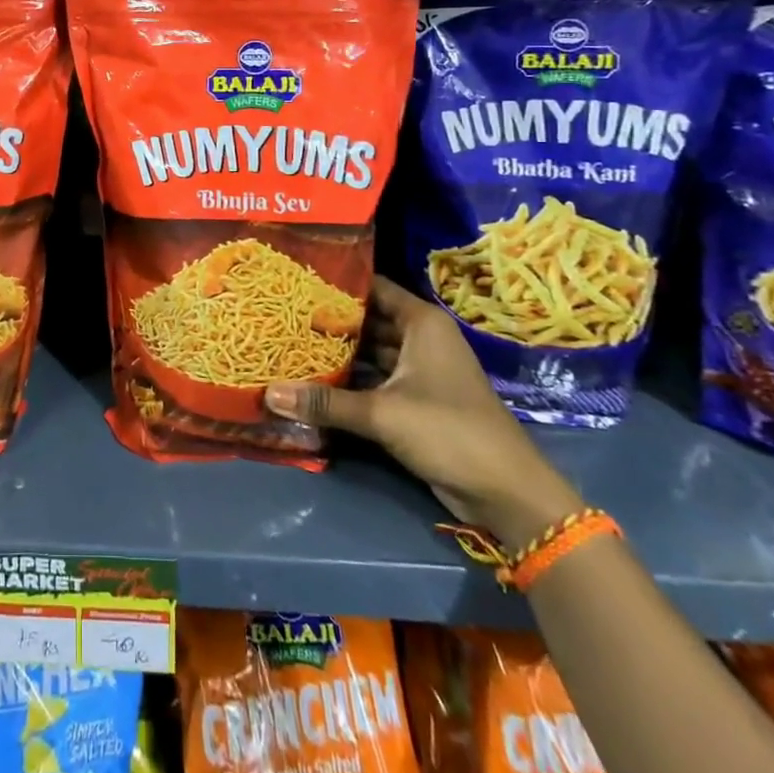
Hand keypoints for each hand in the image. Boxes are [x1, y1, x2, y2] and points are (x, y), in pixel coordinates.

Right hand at [265, 275, 582, 549]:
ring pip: (371, 350)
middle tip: (284, 313)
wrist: (505, 492)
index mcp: (421, 323)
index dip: (337, 283)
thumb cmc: (448, 431)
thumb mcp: (382, 413)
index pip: (373, 287)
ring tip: (291, 341)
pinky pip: (376, 378)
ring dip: (339, 351)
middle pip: (368, 319)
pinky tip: (315, 378)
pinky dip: (351, 378)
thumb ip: (324, 402)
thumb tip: (268, 393)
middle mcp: (420, 339)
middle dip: (330, 319)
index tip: (296, 279)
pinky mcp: (416, 400)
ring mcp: (420, 370)